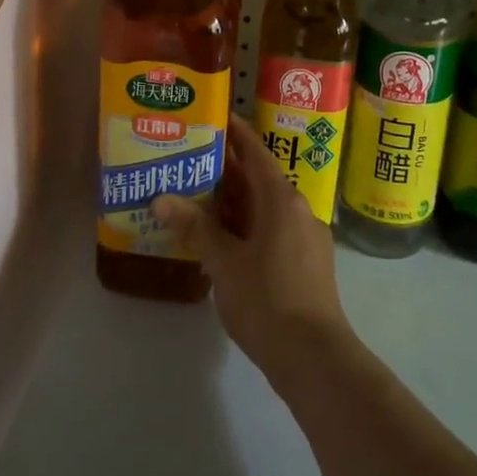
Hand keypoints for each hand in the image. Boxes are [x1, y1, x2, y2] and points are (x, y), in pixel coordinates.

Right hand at [152, 118, 352, 387]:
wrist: (315, 358)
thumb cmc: (267, 301)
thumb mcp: (224, 262)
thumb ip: (195, 227)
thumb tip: (161, 198)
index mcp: (281, 199)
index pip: (255, 153)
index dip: (235, 133)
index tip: (213, 117)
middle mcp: (298, 209)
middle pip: (260, 179)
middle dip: (227, 171)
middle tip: (191, 160)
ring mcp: (307, 237)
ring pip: (267, 207)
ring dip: (237, 202)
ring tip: (199, 199)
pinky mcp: (308, 262)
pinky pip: (274, 229)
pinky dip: (249, 225)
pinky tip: (224, 240)